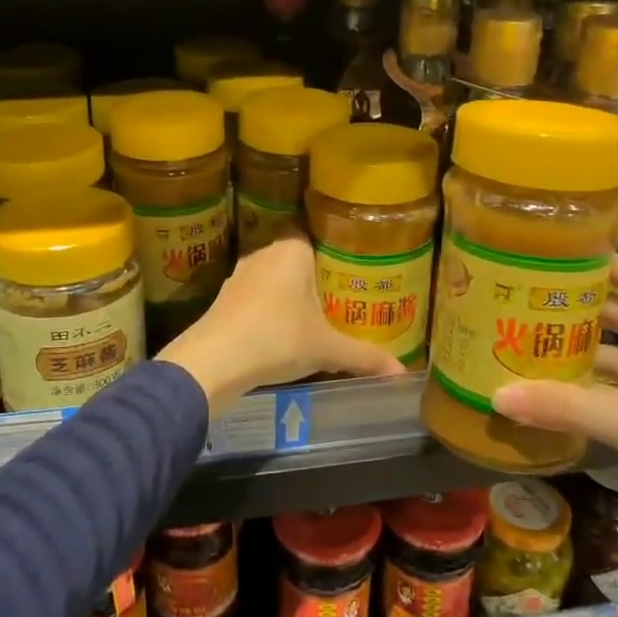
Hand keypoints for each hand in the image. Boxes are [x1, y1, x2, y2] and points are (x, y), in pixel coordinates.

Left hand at [160, 238, 405, 409]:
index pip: (319, 244)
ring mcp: (240, 275)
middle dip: (314, 285)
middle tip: (338, 308)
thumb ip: (364, 357)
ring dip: (288, 301)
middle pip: (297, 265)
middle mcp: (265, 254)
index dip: (336, 263)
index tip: (351, 284)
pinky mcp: (223, 299)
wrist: (215, 359)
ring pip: (274, 283)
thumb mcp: (327, 349)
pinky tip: (278, 338)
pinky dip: (267, 314)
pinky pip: (255, 300)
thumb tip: (402, 372)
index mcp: (293, 251)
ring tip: (310, 324)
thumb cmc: (279, 339)